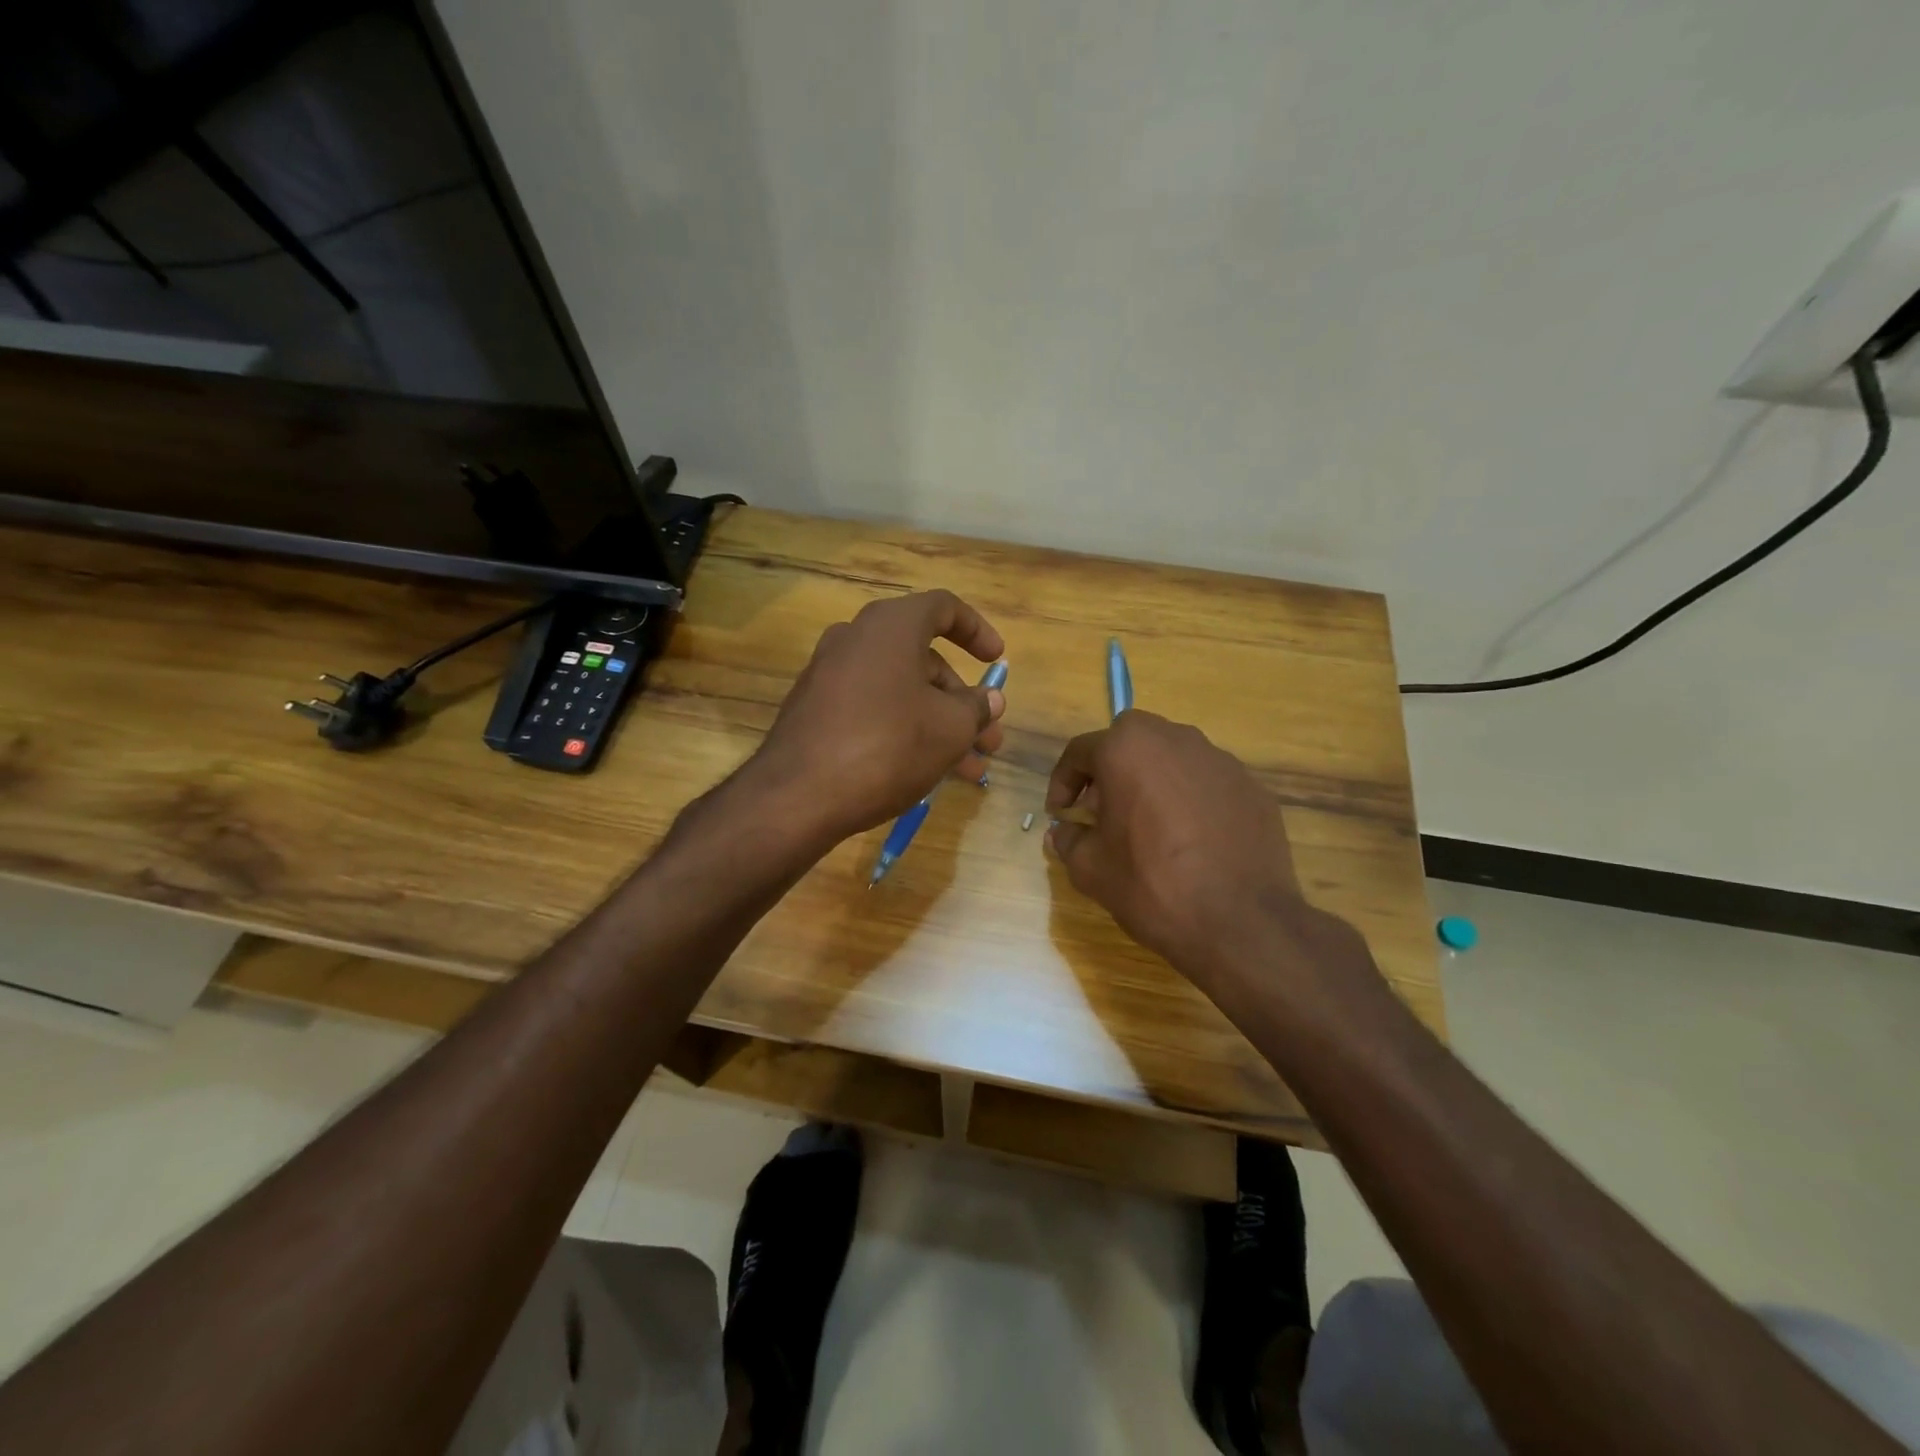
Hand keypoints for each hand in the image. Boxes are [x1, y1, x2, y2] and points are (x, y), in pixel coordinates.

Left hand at [752, 590, 1006, 845]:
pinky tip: (924, 771)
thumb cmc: (888, 747)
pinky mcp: (814, 709)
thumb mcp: (950, 729)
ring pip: (900, 691)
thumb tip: (990, 700)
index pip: (943, 608)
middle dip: (962, 701)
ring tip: (969, 770)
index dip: (977, 631)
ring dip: (938, 724)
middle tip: (988, 739)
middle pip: (923, 660)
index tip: (997, 661)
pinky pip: (872, 708)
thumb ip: (977, 708)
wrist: (798, 796)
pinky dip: (903, 730)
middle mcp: (856, 639)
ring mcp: (829, 674)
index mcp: (891, 626)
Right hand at [1045, 710, 1337, 993]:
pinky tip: (1190, 840)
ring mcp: (1220, 760)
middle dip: (1110, 771)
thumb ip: (1069, 840)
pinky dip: (1190, 800)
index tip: (1061, 813)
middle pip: (1130, 742)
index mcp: (1127, 749)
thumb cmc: (1151, 885)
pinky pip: (1207, 783)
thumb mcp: (1090, 868)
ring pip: (1172, 758)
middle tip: (1102, 811)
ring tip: (1148, 825)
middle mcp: (1175, 739)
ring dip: (1152, 781)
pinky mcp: (1251, 786)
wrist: (1241, 923)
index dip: (1063, 782)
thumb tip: (1064, 832)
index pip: (1080, 752)